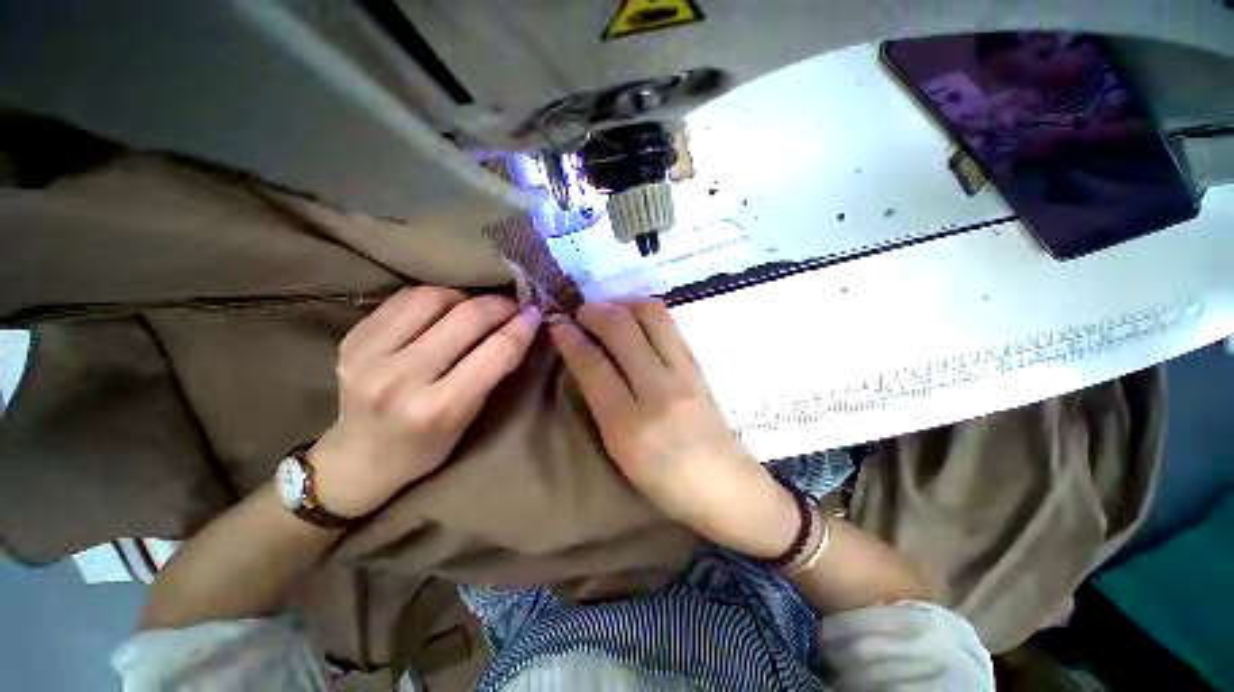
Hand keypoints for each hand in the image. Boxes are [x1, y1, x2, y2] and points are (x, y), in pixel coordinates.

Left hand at [309, 287, 540, 517]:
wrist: (357, 459)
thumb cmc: (425, 447)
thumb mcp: (469, 419)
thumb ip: (494, 372)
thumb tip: (520, 328)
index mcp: (438, 408)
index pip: (495, 352)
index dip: (522, 327)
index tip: (535, 313)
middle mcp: (400, 378)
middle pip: (465, 318)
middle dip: (498, 305)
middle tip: (512, 304)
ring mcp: (368, 356)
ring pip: (431, 298)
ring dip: (464, 296)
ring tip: (475, 305)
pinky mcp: (351, 340)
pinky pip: (402, 300)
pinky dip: (432, 297)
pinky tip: (443, 307)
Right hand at [550, 300, 798, 557]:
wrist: (726, 486)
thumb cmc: (665, 481)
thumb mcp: (619, 451)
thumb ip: (600, 402)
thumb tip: (582, 357)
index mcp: (630, 425)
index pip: (594, 364)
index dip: (570, 338)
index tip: (557, 323)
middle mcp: (659, 390)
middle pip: (623, 329)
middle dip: (595, 311)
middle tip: (581, 312)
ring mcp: (685, 373)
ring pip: (652, 315)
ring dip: (623, 304)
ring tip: (608, 310)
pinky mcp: (699, 365)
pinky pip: (670, 325)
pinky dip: (645, 312)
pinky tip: (634, 319)